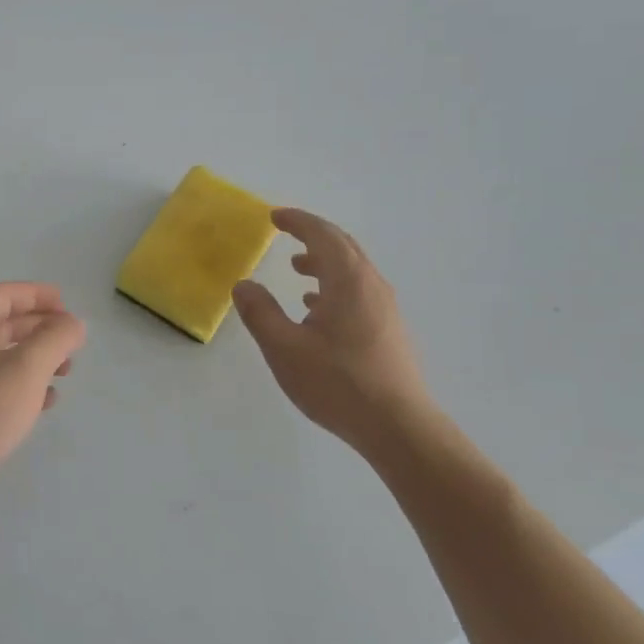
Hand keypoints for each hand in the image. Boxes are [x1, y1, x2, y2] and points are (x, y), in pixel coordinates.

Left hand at [0, 283, 85, 529]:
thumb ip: (54, 340)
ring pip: (0, 357)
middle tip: (72, 342)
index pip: (3, 295)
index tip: (68, 306)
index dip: (37, 295)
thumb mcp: (24, 370)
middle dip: (39, 328)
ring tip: (65, 372)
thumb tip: (72, 324)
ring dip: (34, 359)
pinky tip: (43, 404)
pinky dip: (22, 387)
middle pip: (2, 324)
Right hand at [233, 209, 432, 451]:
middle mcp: (372, 286)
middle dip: (313, 236)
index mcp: (348, 281)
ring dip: (324, 263)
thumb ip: (261, 313)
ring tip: (297, 270)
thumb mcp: (284, 348)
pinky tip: (317, 309)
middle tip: (286, 232)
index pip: (323, 235)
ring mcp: (385, 309)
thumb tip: (244, 285)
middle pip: (343, 247)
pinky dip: (334, 286)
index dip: (298, 221)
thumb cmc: (337, 383)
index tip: (274, 217)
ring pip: (353, 271)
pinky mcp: (389, 331)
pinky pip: (359, 292)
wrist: (398, 427)